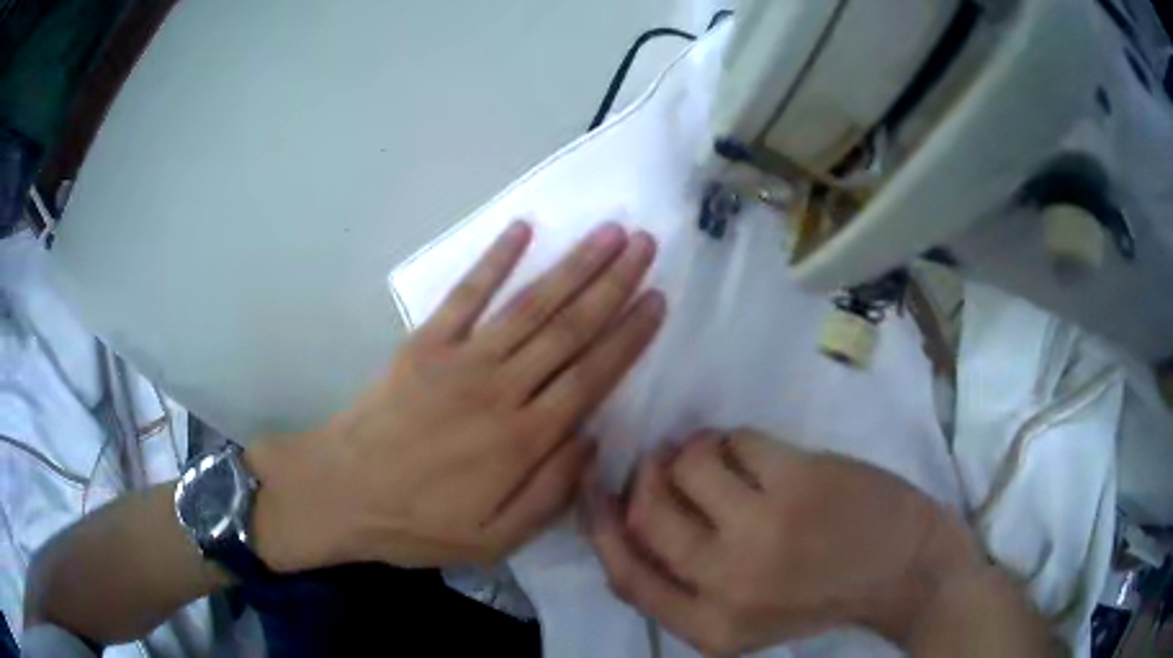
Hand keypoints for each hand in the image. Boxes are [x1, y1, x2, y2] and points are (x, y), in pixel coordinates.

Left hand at [251, 221, 664, 570]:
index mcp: (524, 440)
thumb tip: (593, 440)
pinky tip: (522, 230)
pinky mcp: (425, 343)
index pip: (592, 376)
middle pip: (570, 328)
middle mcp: (501, 389)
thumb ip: (551, 493)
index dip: (629, 336)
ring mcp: (461, 359)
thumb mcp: (495, 539)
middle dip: (614, 284)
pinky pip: (466, 294)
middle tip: (645, 245)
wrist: (342, 492)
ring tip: (608, 232)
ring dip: (574, 265)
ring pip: (531, 305)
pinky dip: (494, 260)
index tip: (658, 300)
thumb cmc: (419, 524)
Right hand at [583, 430, 983, 654]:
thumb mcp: (744, 617)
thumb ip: (686, 584)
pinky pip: (735, 442)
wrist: (906, 569)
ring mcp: (763, 532)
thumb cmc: (824, 593)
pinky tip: (762, 457)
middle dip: (647, 477)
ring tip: (722, 459)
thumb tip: (628, 517)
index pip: (625, 576)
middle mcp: (726, 586)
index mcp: (709, 629)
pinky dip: (737, 441)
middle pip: (647, 514)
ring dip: (695, 452)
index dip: (600, 525)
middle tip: (663, 462)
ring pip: (686, 466)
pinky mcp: (797, 483)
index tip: (594, 485)